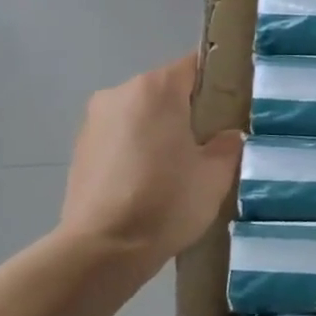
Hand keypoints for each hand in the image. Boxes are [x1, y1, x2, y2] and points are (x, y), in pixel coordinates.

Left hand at [58, 54, 241, 272]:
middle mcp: (119, 93)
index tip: (235, 106)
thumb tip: (226, 135)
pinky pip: (121, 138)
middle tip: (212, 144)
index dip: (219, 82)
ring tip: (180, 169)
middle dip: (189, 111)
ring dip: (161, 132)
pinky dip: (138, 151)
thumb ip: (228, 144)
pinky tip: (151, 183)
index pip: (195, 66)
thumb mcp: (216, 173)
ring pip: (142, 115)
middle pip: (166, 91)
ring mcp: (94, 121)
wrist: (103, 249)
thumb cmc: (167, 201)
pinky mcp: (80, 150)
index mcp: (156, 89)